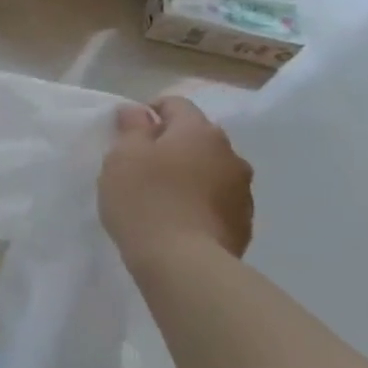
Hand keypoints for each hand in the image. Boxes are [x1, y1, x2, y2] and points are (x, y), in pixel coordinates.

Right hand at [98, 95, 253, 261]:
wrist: (184, 263)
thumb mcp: (123, 156)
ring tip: (162, 195)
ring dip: (190, 173)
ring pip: (210, 169)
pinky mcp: (244, 223)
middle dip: (172, 144)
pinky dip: (199, 200)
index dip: (150, 111)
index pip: (176, 104)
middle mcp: (230, 154)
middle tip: (141, 165)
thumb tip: (138, 110)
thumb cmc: (145, 199)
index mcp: (199, 132)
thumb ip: (132, 128)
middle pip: (197, 137)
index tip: (129, 132)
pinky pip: (217, 199)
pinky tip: (178, 218)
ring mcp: (242, 190)